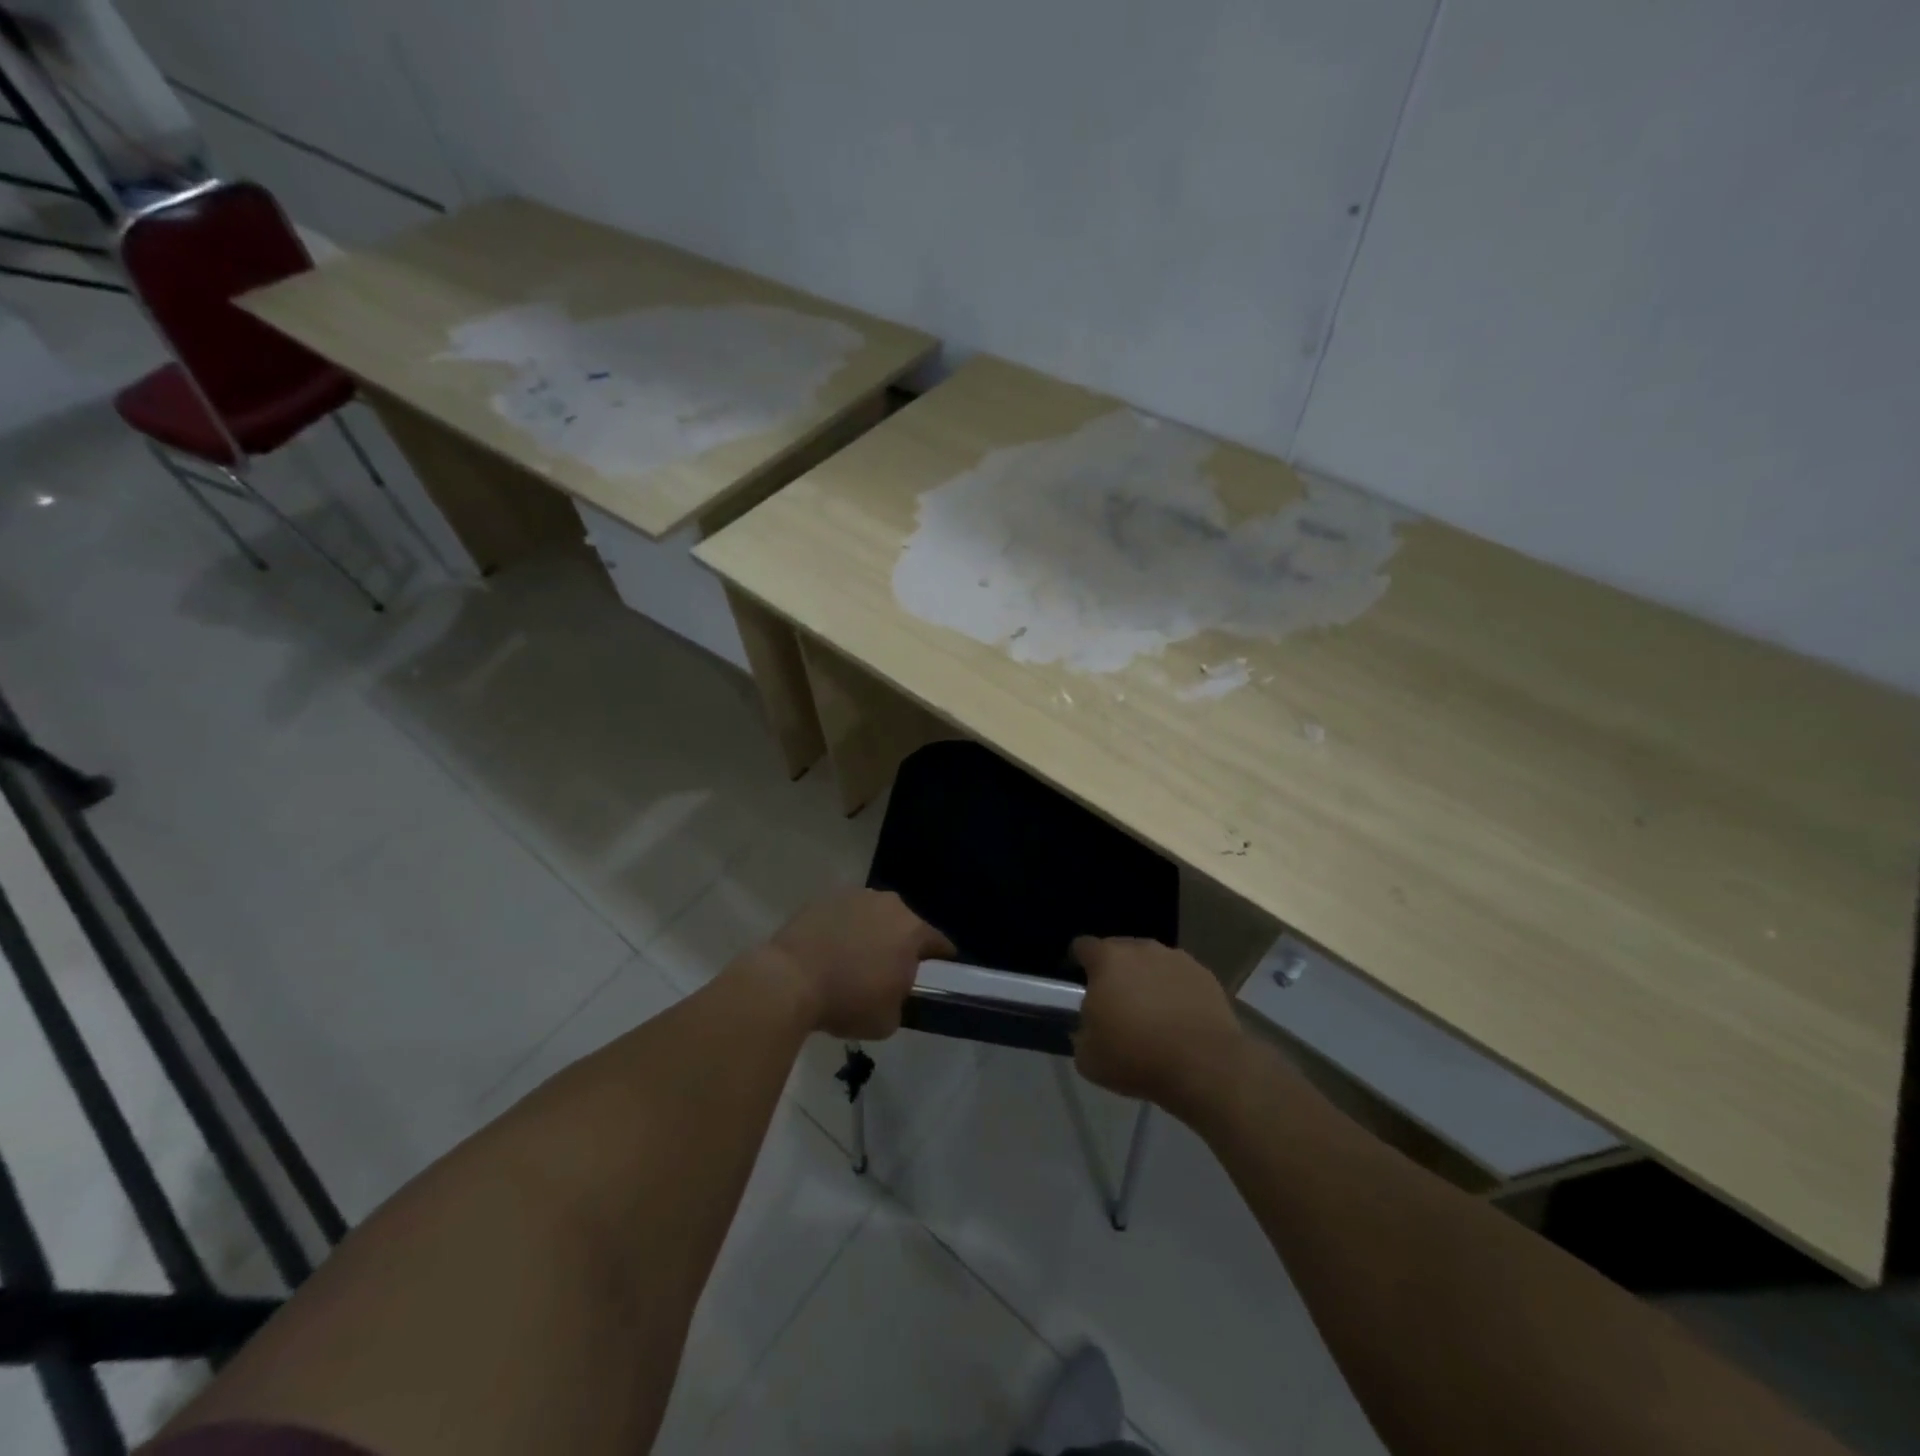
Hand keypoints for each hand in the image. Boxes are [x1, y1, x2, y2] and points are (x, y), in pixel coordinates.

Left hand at [764, 888, 954, 1039]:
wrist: (790, 980)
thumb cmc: (847, 1001)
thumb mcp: (888, 1020)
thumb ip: (901, 1001)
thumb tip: (894, 993)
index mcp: (912, 930)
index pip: (939, 943)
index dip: (940, 960)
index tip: (936, 974)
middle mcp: (889, 904)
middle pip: (905, 925)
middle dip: (900, 944)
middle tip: (887, 971)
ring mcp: (855, 896)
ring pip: (873, 916)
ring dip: (870, 933)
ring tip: (853, 960)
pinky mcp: (824, 897)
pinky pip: (843, 915)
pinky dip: (842, 929)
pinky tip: (829, 951)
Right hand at [1071, 937, 1245, 1119]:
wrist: (1204, 1066)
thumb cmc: (1137, 1057)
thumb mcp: (1088, 1058)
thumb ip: (1081, 1033)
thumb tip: (1089, 1027)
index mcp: (1108, 960)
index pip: (1083, 946)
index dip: (1077, 960)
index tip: (1078, 980)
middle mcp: (1142, 949)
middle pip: (1120, 950)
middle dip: (1115, 971)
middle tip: (1116, 1002)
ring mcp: (1177, 959)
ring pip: (1152, 963)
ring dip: (1147, 979)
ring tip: (1151, 1012)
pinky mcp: (1205, 976)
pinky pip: (1180, 978)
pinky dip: (1175, 992)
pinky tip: (1179, 1019)